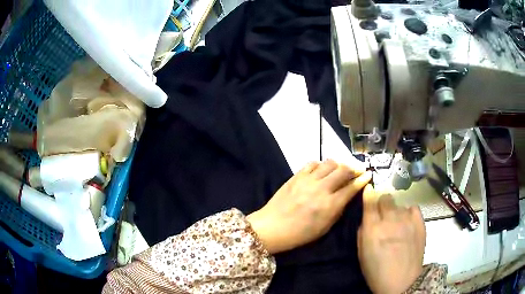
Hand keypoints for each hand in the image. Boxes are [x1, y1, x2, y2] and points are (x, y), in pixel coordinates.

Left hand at [247, 159, 370, 253]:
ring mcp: (308, 180)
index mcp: (330, 205)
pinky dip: (321, 165)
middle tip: (358, 170)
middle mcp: (321, 189)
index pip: (351, 187)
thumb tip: (347, 196)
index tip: (369, 175)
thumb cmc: (299, 234)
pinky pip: (312, 163)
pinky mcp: (296, 176)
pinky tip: (322, 170)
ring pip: (329, 163)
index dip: (362, 179)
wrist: (271, 227)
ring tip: (341, 169)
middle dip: (354, 168)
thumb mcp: (324, 228)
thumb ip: (338, 210)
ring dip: (339, 164)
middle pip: (343, 170)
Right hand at [358, 185, 425, 293]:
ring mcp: (407, 220)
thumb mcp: (362, 254)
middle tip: (383, 215)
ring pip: (399, 204)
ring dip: (395, 211)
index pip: (370, 201)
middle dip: (382, 203)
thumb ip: (363, 233)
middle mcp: (390, 220)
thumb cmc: (377, 271)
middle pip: (385, 198)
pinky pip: (413, 208)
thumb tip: (367, 219)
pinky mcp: (420, 222)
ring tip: (397, 224)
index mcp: (373, 229)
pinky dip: (409, 213)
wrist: (402, 282)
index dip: (369, 193)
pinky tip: (408, 223)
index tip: (369, 190)